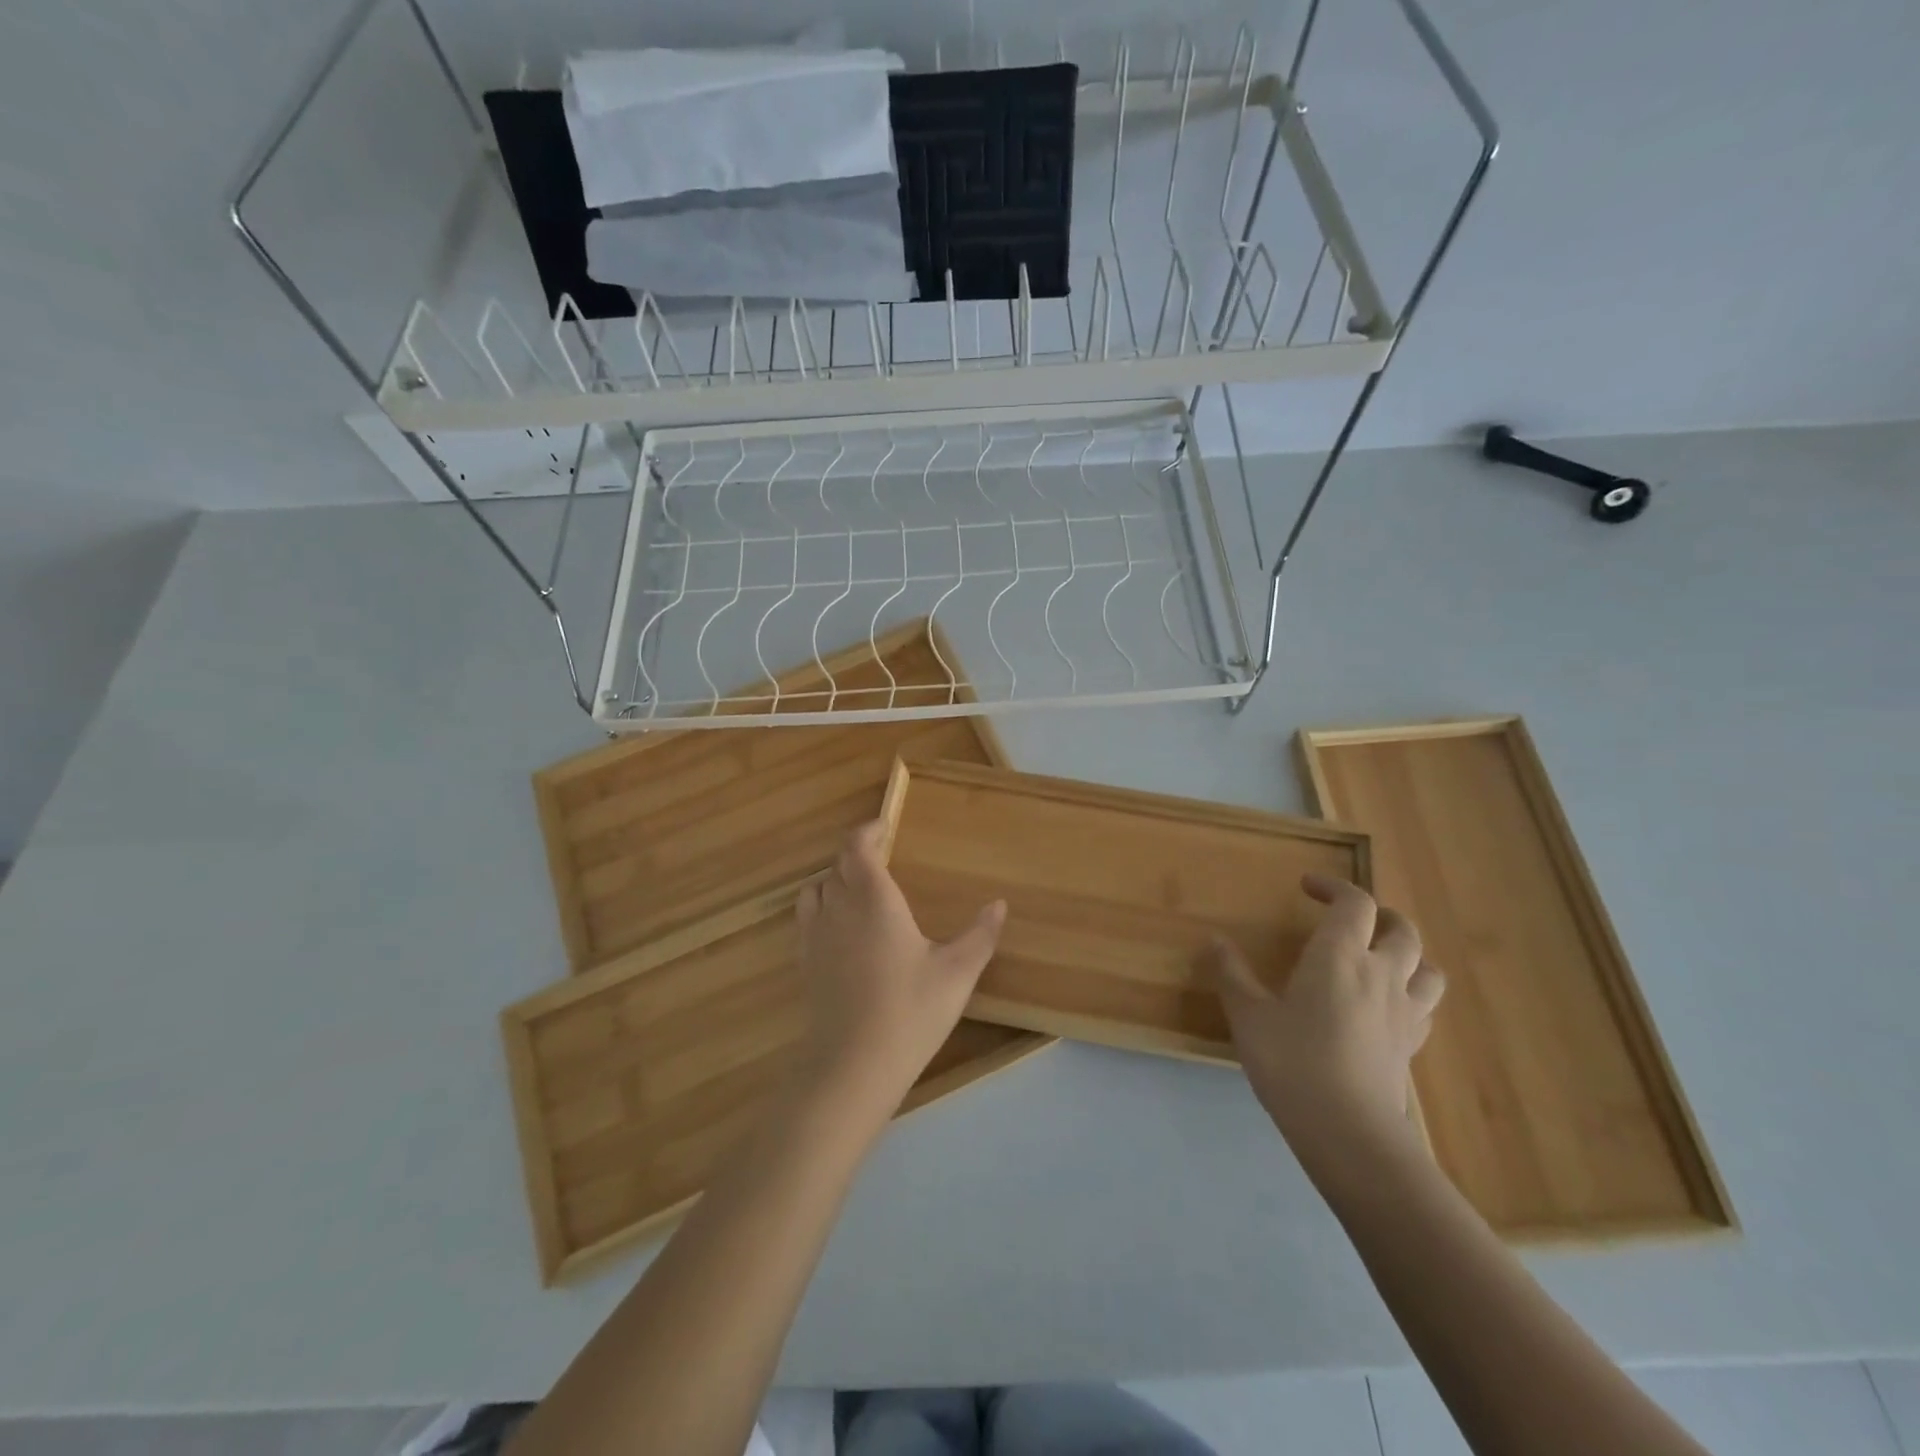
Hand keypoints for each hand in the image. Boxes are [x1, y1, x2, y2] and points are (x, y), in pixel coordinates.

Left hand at [792, 821, 1006, 1128]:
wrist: (853, 1066)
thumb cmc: (909, 1011)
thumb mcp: (957, 973)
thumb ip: (980, 935)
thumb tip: (999, 904)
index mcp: (874, 899)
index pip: (857, 847)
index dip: (868, 831)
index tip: (884, 826)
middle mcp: (839, 907)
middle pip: (838, 865)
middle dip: (858, 855)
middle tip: (883, 859)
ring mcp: (816, 935)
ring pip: (817, 888)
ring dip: (836, 879)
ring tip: (860, 890)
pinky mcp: (805, 962)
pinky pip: (806, 916)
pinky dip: (821, 906)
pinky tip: (842, 929)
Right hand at [1206, 874, 1444, 1168]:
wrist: (1349, 1132)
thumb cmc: (1292, 1062)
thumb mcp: (1248, 1015)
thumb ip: (1232, 974)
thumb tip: (1215, 941)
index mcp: (1340, 956)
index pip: (1354, 903)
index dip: (1334, 887)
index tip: (1307, 886)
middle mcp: (1380, 974)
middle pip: (1402, 930)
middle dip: (1380, 915)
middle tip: (1352, 917)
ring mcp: (1404, 1013)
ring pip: (1426, 969)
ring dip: (1408, 955)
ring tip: (1383, 958)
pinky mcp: (1412, 1048)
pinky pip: (1424, 1008)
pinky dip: (1410, 995)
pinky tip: (1387, 1008)